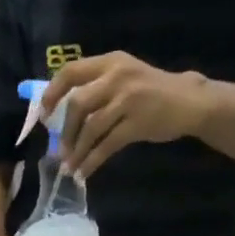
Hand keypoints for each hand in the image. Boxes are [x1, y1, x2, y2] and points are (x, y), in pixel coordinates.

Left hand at [44, 52, 209, 178]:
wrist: (190, 101)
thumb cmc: (152, 91)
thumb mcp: (124, 77)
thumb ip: (97, 87)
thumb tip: (60, 113)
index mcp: (110, 62)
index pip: (71, 71)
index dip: (52, 93)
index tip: (44, 114)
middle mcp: (118, 76)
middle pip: (77, 104)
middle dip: (65, 132)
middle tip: (61, 151)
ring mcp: (129, 99)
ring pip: (90, 128)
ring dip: (76, 151)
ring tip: (70, 167)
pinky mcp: (138, 122)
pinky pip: (106, 146)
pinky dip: (91, 162)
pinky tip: (84, 173)